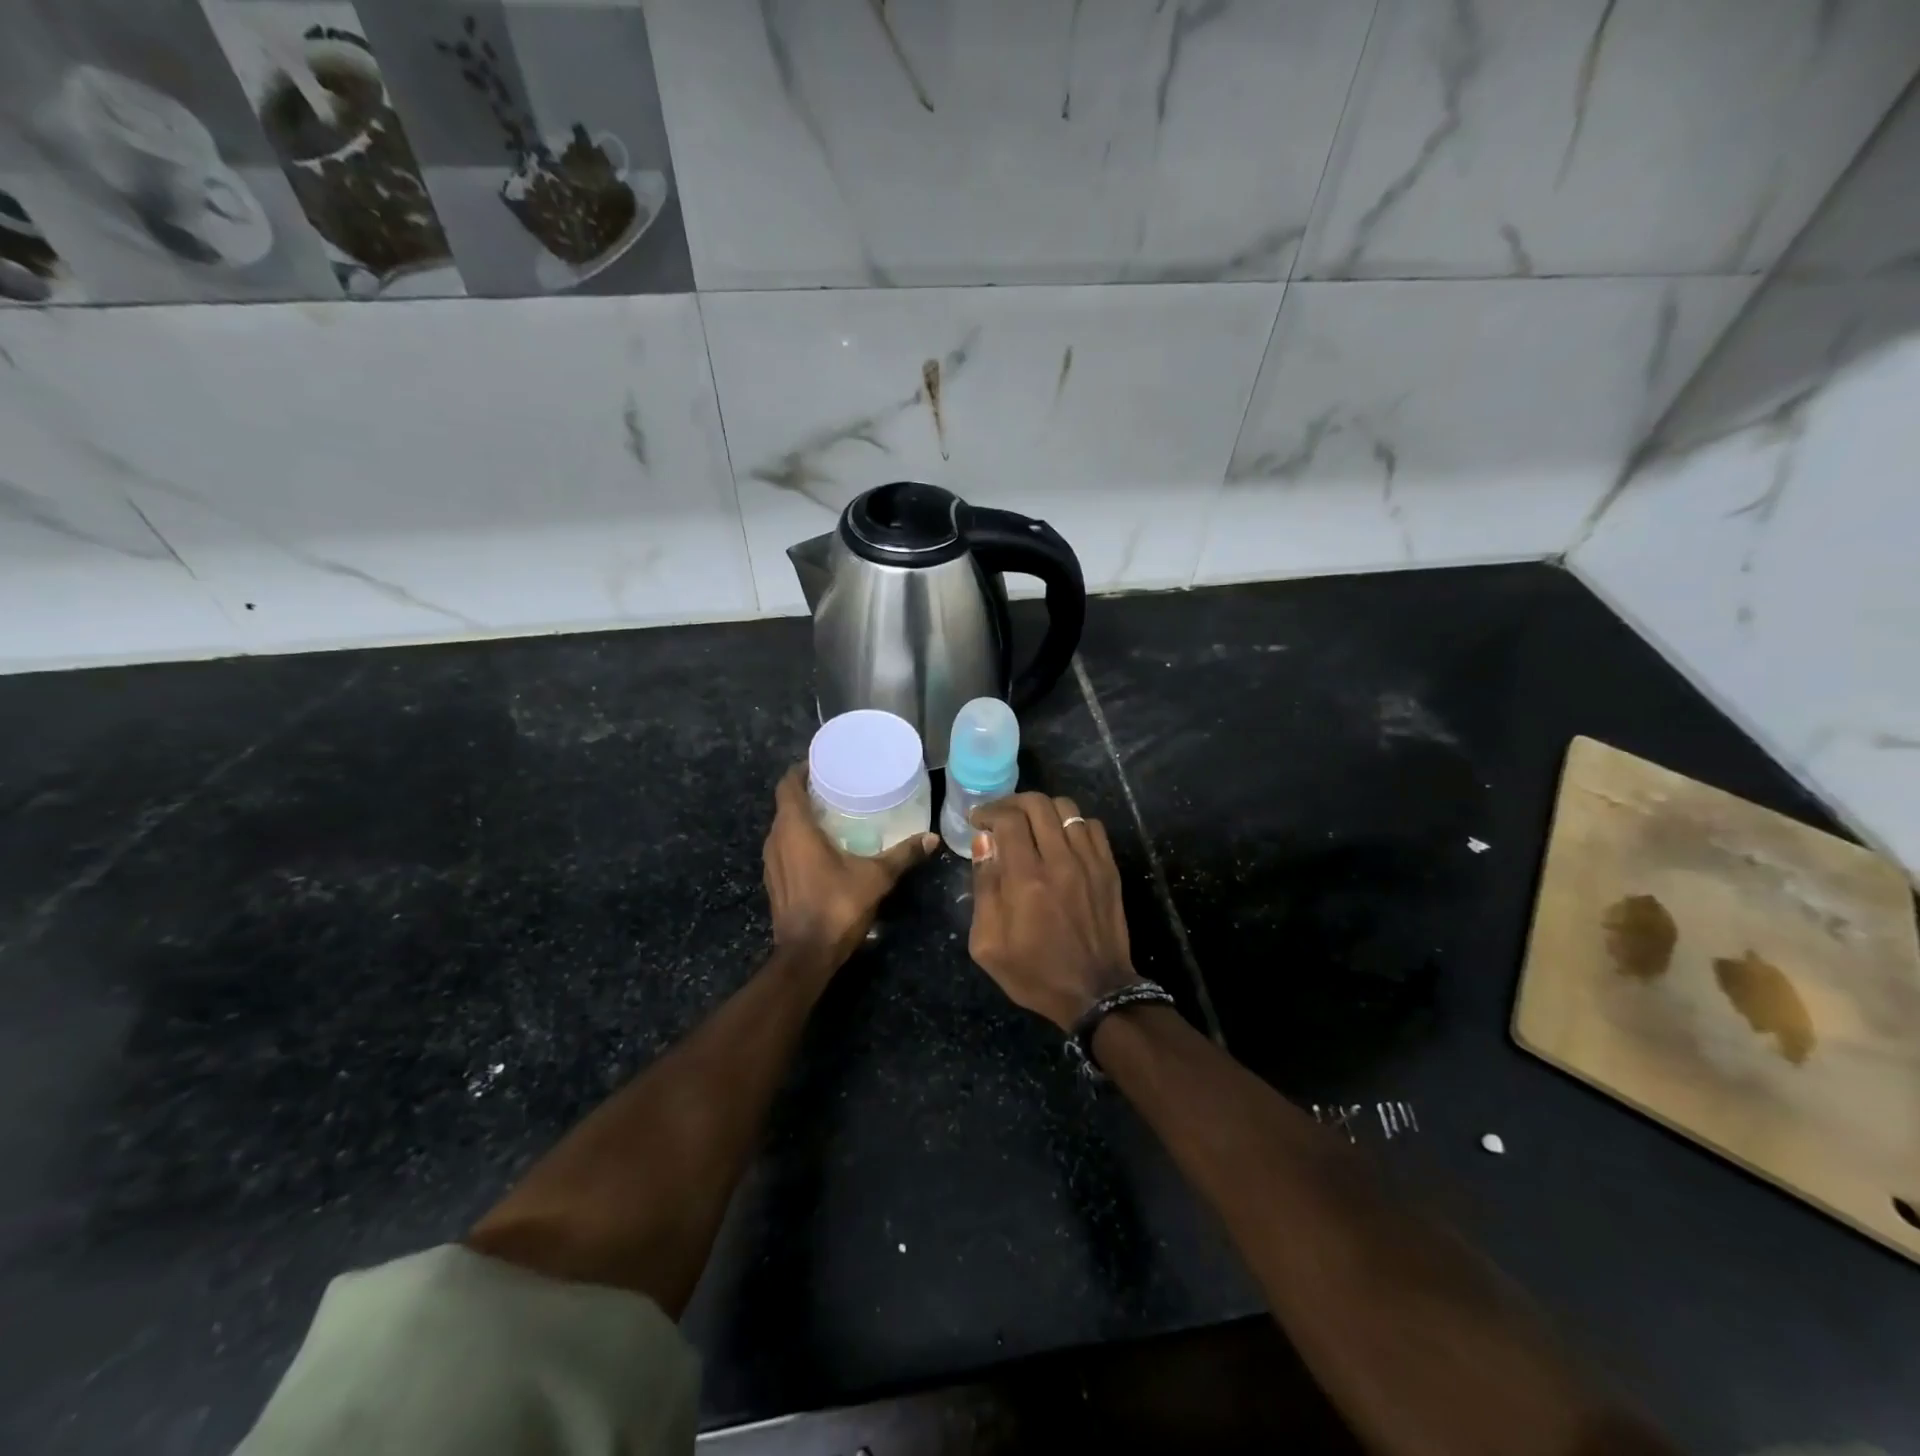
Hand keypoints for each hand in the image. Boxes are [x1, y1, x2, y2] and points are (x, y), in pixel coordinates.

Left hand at [763, 765, 936, 968]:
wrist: (806, 956)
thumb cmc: (836, 906)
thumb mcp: (876, 877)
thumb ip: (902, 855)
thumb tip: (931, 838)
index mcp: (794, 828)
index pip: (787, 785)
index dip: (801, 770)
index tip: (823, 763)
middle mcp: (776, 840)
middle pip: (786, 805)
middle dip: (807, 793)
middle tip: (838, 786)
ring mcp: (771, 863)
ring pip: (783, 828)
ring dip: (802, 818)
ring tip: (833, 813)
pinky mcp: (774, 882)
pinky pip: (784, 848)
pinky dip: (799, 840)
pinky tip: (823, 848)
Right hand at [968, 794, 1139, 1029]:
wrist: (1095, 993)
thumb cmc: (1035, 973)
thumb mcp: (988, 944)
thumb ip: (984, 888)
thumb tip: (983, 843)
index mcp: (1026, 880)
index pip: (1008, 820)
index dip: (988, 811)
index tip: (977, 820)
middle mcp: (1060, 861)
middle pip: (1037, 804)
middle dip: (1011, 802)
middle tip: (999, 817)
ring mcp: (1089, 862)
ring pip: (1066, 808)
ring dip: (1041, 808)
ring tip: (1029, 823)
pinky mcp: (1108, 869)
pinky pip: (1091, 826)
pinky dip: (1071, 822)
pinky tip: (1060, 837)